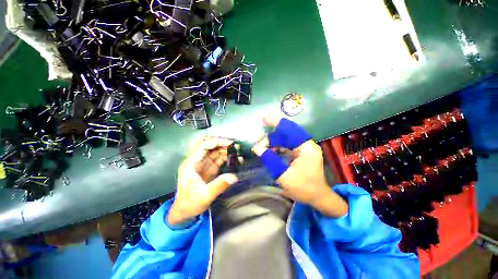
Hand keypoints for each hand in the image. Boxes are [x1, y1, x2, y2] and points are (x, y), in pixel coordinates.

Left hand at [168, 137, 237, 225]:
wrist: (185, 212)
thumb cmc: (190, 204)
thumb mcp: (205, 196)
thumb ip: (219, 185)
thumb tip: (234, 177)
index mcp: (190, 164)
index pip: (203, 147)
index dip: (216, 143)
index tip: (229, 143)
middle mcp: (196, 162)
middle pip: (209, 147)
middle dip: (222, 145)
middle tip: (235, 146)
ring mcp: (203, 165)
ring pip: (214, 152)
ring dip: (225, 150)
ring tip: (237, 151)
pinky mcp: (209, 169)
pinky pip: (218, 160)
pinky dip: (226, 158)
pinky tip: (234, 159)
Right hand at [252, 115, 347, 217]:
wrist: (318, 198)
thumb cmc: (303, 188)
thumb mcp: (284, 176)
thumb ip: (270, 160)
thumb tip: (257, 149)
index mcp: (306, 147)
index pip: (290, 130)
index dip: (277, 122)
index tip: (265, 117)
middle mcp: (306, 145)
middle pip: (286, 135)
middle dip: (271, 138)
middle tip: (258, 144)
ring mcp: (304, 149)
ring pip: (285, 140)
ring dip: (273, 144)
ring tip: (261, 149)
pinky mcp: (301, 153)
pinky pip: (287, 146)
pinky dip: (277, 148)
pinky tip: (269, 152)